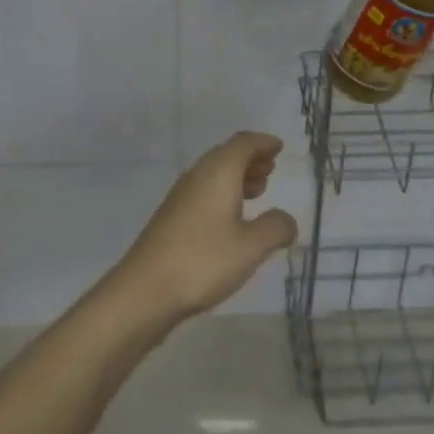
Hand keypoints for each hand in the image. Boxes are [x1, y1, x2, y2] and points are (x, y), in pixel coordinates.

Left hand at [108, 132, 298, 327]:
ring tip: (258, 190)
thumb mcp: (251, 247)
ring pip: (214, 173)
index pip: (243, 143)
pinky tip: (232, 217)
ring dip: (238, 176)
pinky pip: (204, 190)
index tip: (279, 146)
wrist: (145, 290)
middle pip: (227, 155)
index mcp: (218, 172)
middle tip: (271, 167)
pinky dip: (224, 192)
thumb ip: (275, 228)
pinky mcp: (172, 216)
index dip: (263, 142)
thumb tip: (287, 219)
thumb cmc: (203, 261)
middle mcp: (198, 175)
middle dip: (251, 159)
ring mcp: (181, 195)